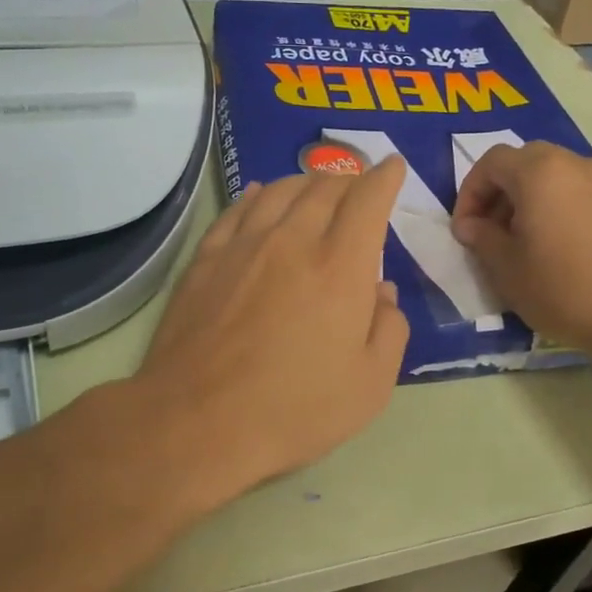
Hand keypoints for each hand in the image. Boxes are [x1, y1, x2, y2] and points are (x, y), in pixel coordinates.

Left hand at [138, 160, 410, 497]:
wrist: (198, 423)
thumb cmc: (295, 410)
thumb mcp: (369, 385)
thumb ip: (388, 329)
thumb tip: (382, 292)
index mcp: (340, 266)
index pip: (368, 200)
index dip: (386, 177)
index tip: (394, 168)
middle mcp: (292, 240)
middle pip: (325, 187)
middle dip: (350, 179)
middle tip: (359, 186)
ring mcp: (243, 246)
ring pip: (280, 190)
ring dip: (306, 181)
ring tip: (316, 186)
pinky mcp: (206, 260)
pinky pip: (237, 210)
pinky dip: (257, 195)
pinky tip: (261, 194)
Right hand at [451, 141, 591, 355]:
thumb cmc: (563, 289)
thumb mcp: (506, 270)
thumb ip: (482, 238)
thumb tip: (471, 225)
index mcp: (540, 173)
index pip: (492, 161)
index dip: (470, 191)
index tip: (466, 229)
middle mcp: (579, 165)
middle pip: (530, 162)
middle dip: (505, 191)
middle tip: (497, 231)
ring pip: (565, 179)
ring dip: (541, 201)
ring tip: (537, 242)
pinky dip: (574, 213)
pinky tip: (576, 253)